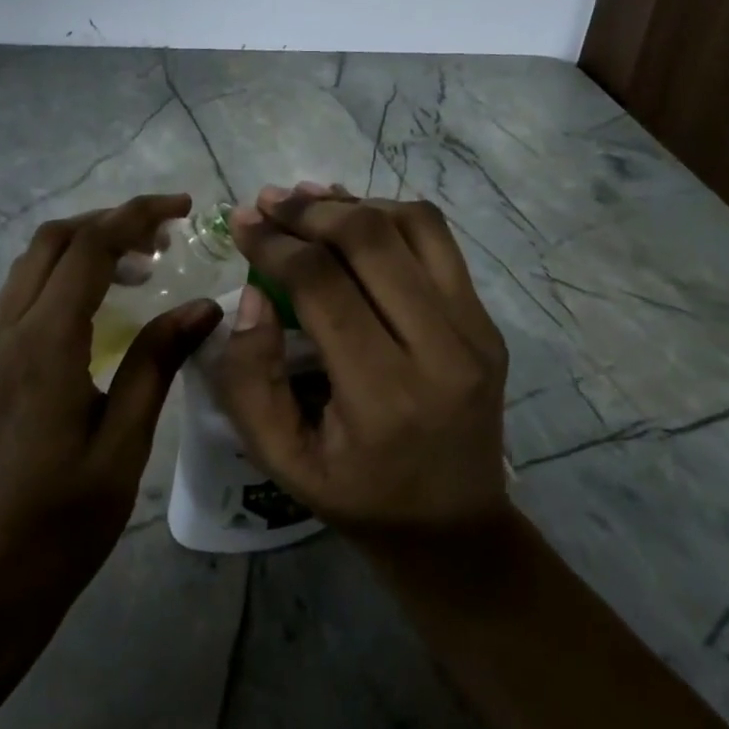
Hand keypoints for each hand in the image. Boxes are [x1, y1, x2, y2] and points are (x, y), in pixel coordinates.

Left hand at [0, 193, 222, 635]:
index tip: (183, 208)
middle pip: (53, 241)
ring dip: (85, 248)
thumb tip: (202, 307)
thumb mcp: (124, 443)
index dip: (137, 215)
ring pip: (33, 266)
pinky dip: (65, 279)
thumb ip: (156, 363)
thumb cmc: (61, 522)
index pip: (89, 247)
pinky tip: (101, 310)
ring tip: (142, 267)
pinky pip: (25, 297)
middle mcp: (8, 331)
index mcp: (43, 343)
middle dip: (110, 222)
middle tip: (165, 237)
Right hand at [215, 184, 510, 543]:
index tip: (241, 223)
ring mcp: (475, 330)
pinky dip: (390, 216)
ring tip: (306, 201)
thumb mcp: (280, 459)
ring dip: (352, 203)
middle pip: (370, 240)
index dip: (274, 245)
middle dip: (309, 211)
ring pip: (413, 225)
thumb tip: (252, 294)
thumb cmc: (358, 496)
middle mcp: (440, 351)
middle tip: (267, 202)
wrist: (455, 527)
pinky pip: (438, 241)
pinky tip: (353, 219)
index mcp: (384, 396)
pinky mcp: (487, 321)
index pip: (322, 285)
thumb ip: (249, 379)